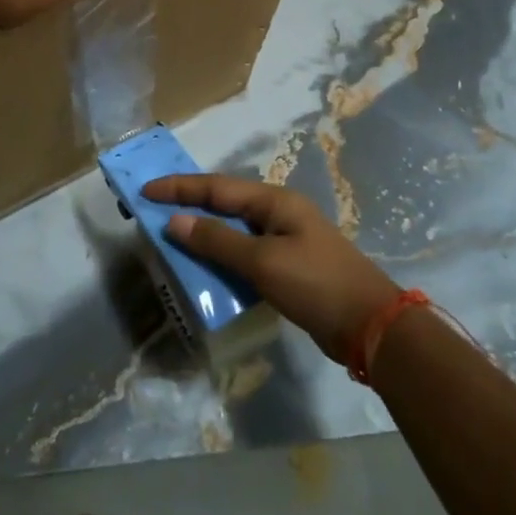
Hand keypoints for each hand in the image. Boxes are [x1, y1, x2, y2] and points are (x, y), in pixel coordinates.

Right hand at [142, 174, 400, 363]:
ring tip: (169, 240)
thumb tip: (175, 221)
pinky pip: (243, 254)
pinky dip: (220, 257)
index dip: (179, 188)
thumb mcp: (263, 261)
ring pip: (232, 230)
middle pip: (223, 204)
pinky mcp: (287, 267)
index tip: (144, 191)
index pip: (216, 187)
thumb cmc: (316, 284)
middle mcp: (277, 214)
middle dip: (187, 206)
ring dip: (202, 234)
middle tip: (152, 212)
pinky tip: (203, 269)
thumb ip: (217, 240)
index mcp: (274, 201)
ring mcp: (284, 240)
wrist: (371, 327)